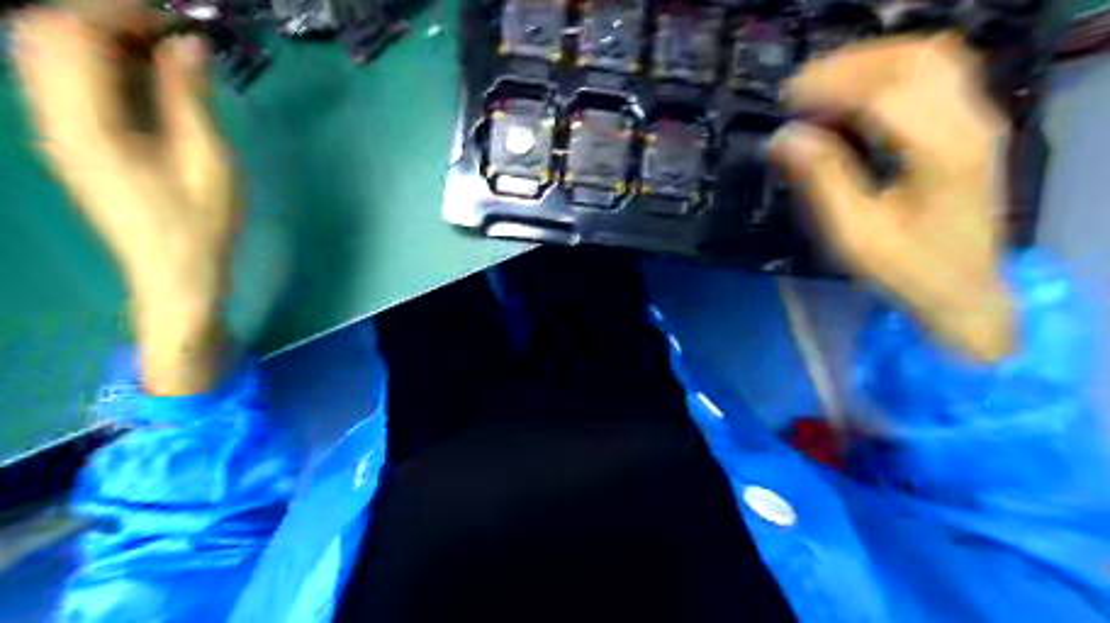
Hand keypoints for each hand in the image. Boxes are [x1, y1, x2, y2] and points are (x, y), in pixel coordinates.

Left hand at [12, 8, 241, 393]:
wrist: (174, 275)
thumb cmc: (200, 225)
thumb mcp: (209, 161)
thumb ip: (191, 97)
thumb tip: (189, 42)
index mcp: (87, 124)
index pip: (71, 32)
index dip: (118, 10)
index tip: (174, 18)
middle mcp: (53, 118)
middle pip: (44, 31)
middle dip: (102, 16)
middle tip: (166, 31)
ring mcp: (56, 130)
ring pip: (48, 52)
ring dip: (98, 37)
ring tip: (159, 49)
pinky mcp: (71, 141)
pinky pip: (63, 79)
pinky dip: (97, 62)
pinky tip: (144, 75)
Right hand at [774, 35, 1012, 362]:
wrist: (965, 292)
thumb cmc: (907, 270)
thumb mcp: (855, 235)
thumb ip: (822, 179)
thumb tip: (783, 137)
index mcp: (941, 153)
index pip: (883, 92)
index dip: (829, 88)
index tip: (785, 100)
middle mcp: (969, 123)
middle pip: (910, 60)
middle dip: (848, 66)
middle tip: (799, 90)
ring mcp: (978, 119)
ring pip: (927, 56)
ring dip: (870, 61)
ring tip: (824, 86)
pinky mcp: (972, 125)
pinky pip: (936, 72)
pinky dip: (892, 70)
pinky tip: (859, 92)